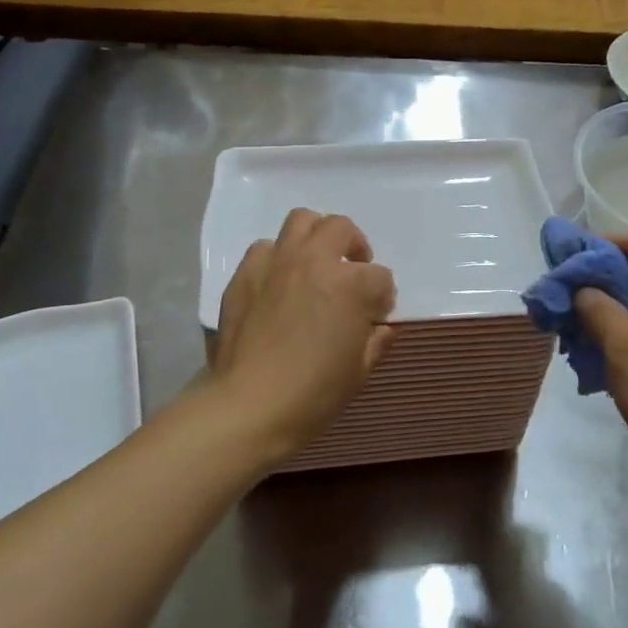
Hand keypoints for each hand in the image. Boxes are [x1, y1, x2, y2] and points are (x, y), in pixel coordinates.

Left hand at [208, 209, 396, 462]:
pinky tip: (278, 283)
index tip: (375, 316)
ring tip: (315, 262)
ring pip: (301, 221)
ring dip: (315, 237)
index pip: (381, 277)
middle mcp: (315, 261)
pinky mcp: (245, 274)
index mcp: (351, 285)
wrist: (249, 406)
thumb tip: (381, 327)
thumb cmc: (313, 394)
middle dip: (354, 246)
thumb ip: (376, 341)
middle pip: (342, 228)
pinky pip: (265, 248)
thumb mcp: (359, 372)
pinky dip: (278, 258)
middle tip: (352, 271)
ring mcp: (277, 263)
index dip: (382, 298)